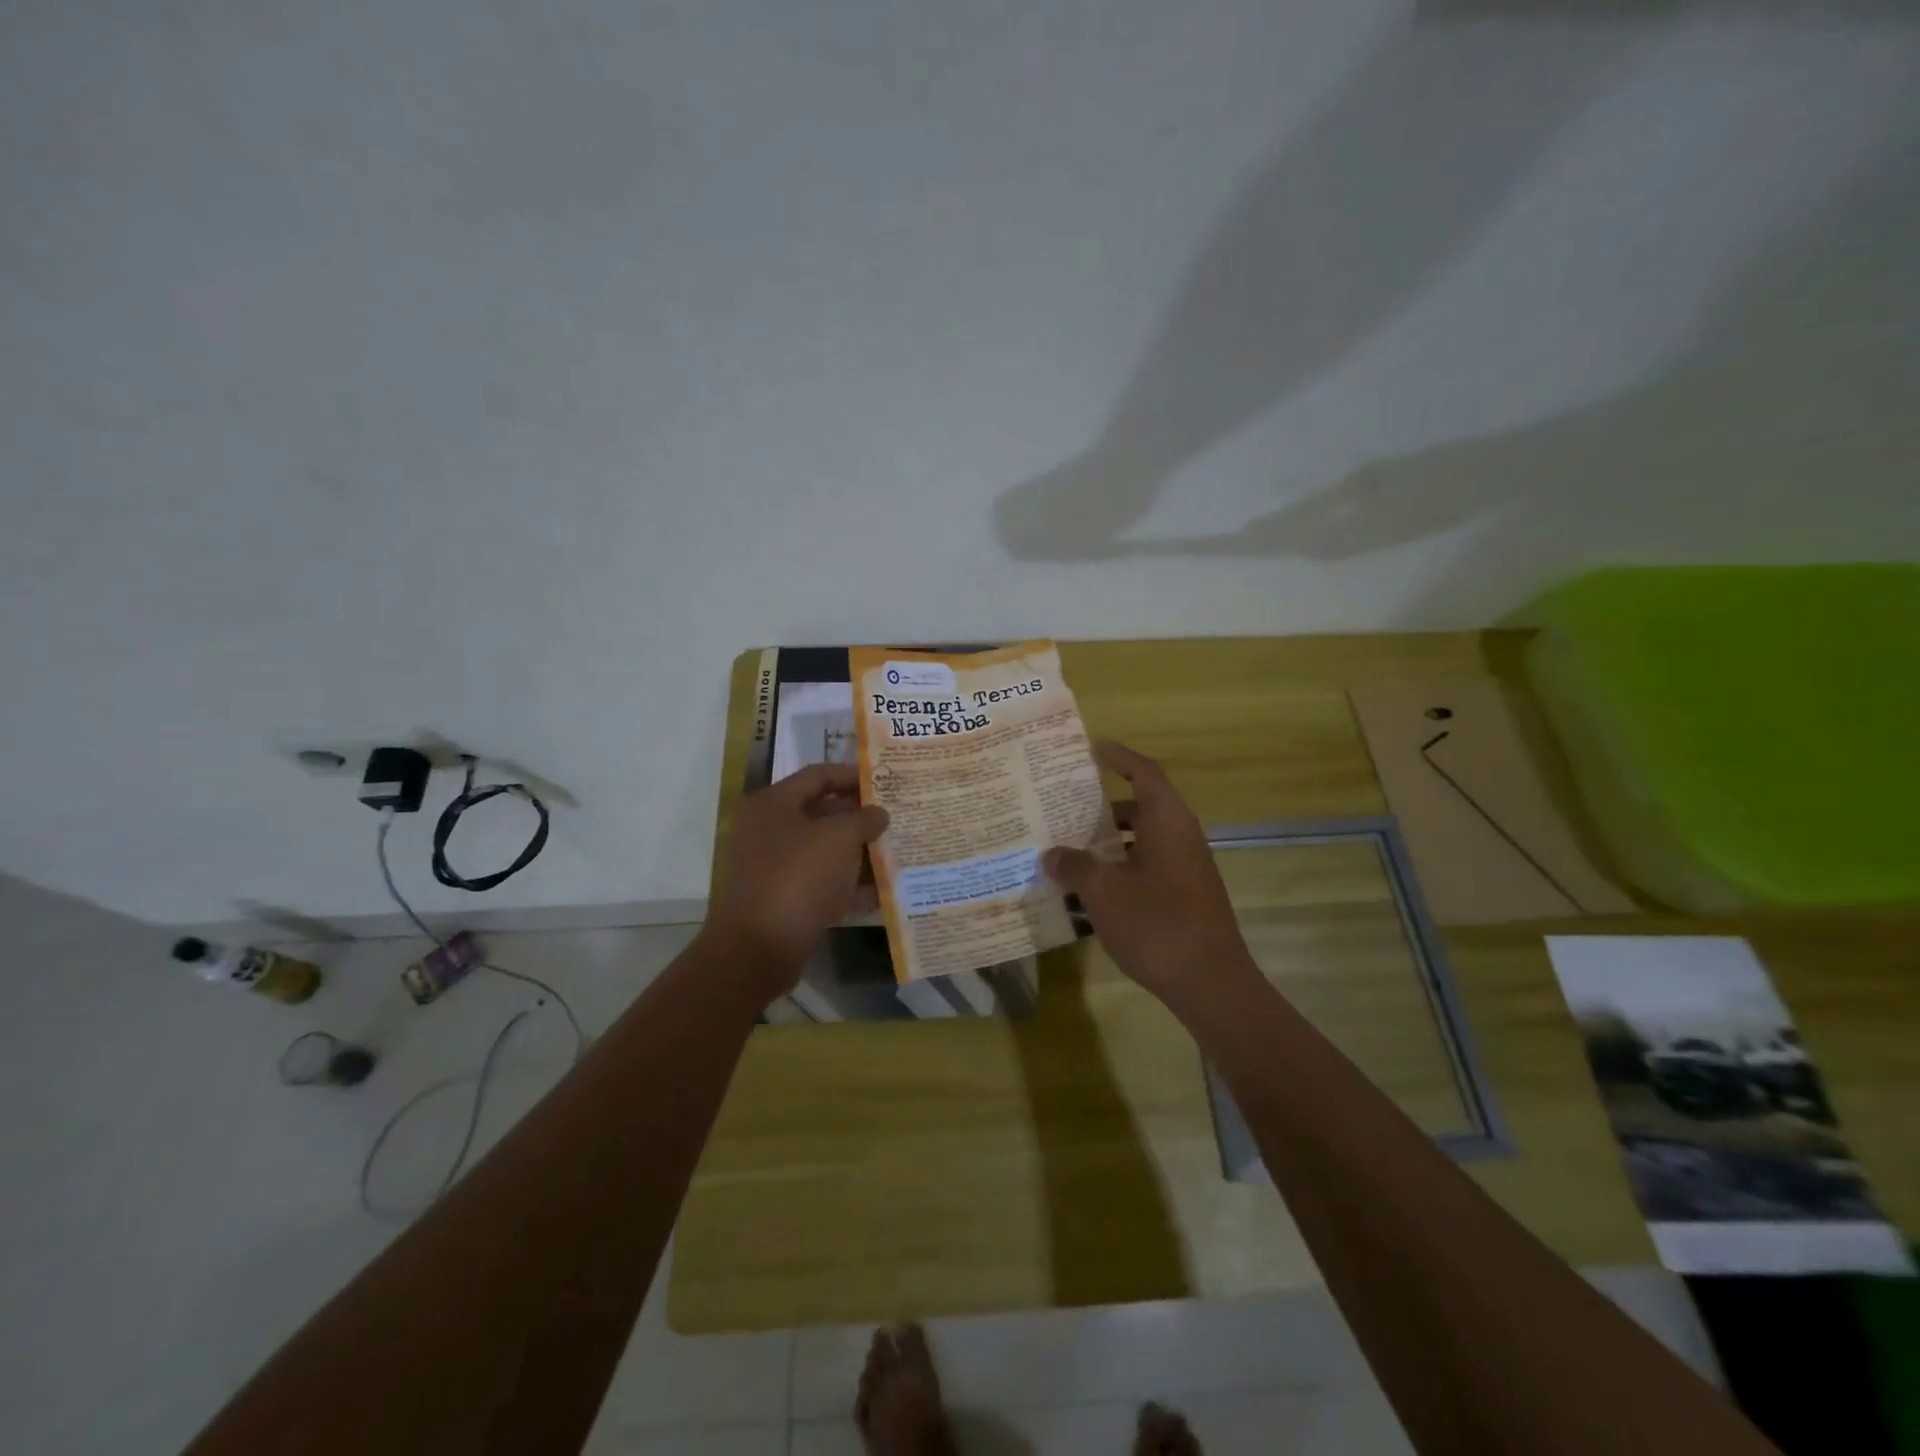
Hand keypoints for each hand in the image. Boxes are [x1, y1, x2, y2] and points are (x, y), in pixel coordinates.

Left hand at [704, 764, 888, 994]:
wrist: (759, 949)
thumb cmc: (798, 877)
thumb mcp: (839, 838)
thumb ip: (864, 818)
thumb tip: (878, 813)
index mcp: (774, 804)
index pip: (819, 775)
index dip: (854, 775)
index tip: (887, 782)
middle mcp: (770, 830)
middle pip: (823, 813)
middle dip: (861, 817)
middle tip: (897, 818)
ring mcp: (775, 867)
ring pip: (825, 851)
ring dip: (859, 852)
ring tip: (898, 852)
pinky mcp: (784, 900)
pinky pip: (823, 884)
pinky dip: (850, 886)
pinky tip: (883, 892)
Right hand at [1042, 742, 1256, 1012]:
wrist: (1211, 984)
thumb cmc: (1157, 924)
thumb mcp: (1104, 892)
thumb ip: (1075, 867)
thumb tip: (1051, 855)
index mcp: (1168, 822)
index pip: (1144, 773)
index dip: (1119, 757)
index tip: (1091, 748)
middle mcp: (1181, 837)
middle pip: (1141, 806)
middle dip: (1103, 805)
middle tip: (1065, 803)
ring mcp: (1186, 868)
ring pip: (1142, 840)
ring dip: (1108, 841)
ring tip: (1069, 847)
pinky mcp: (1184, 896)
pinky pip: (1147, 867)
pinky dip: (1119, 868)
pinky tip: (1089, 890)